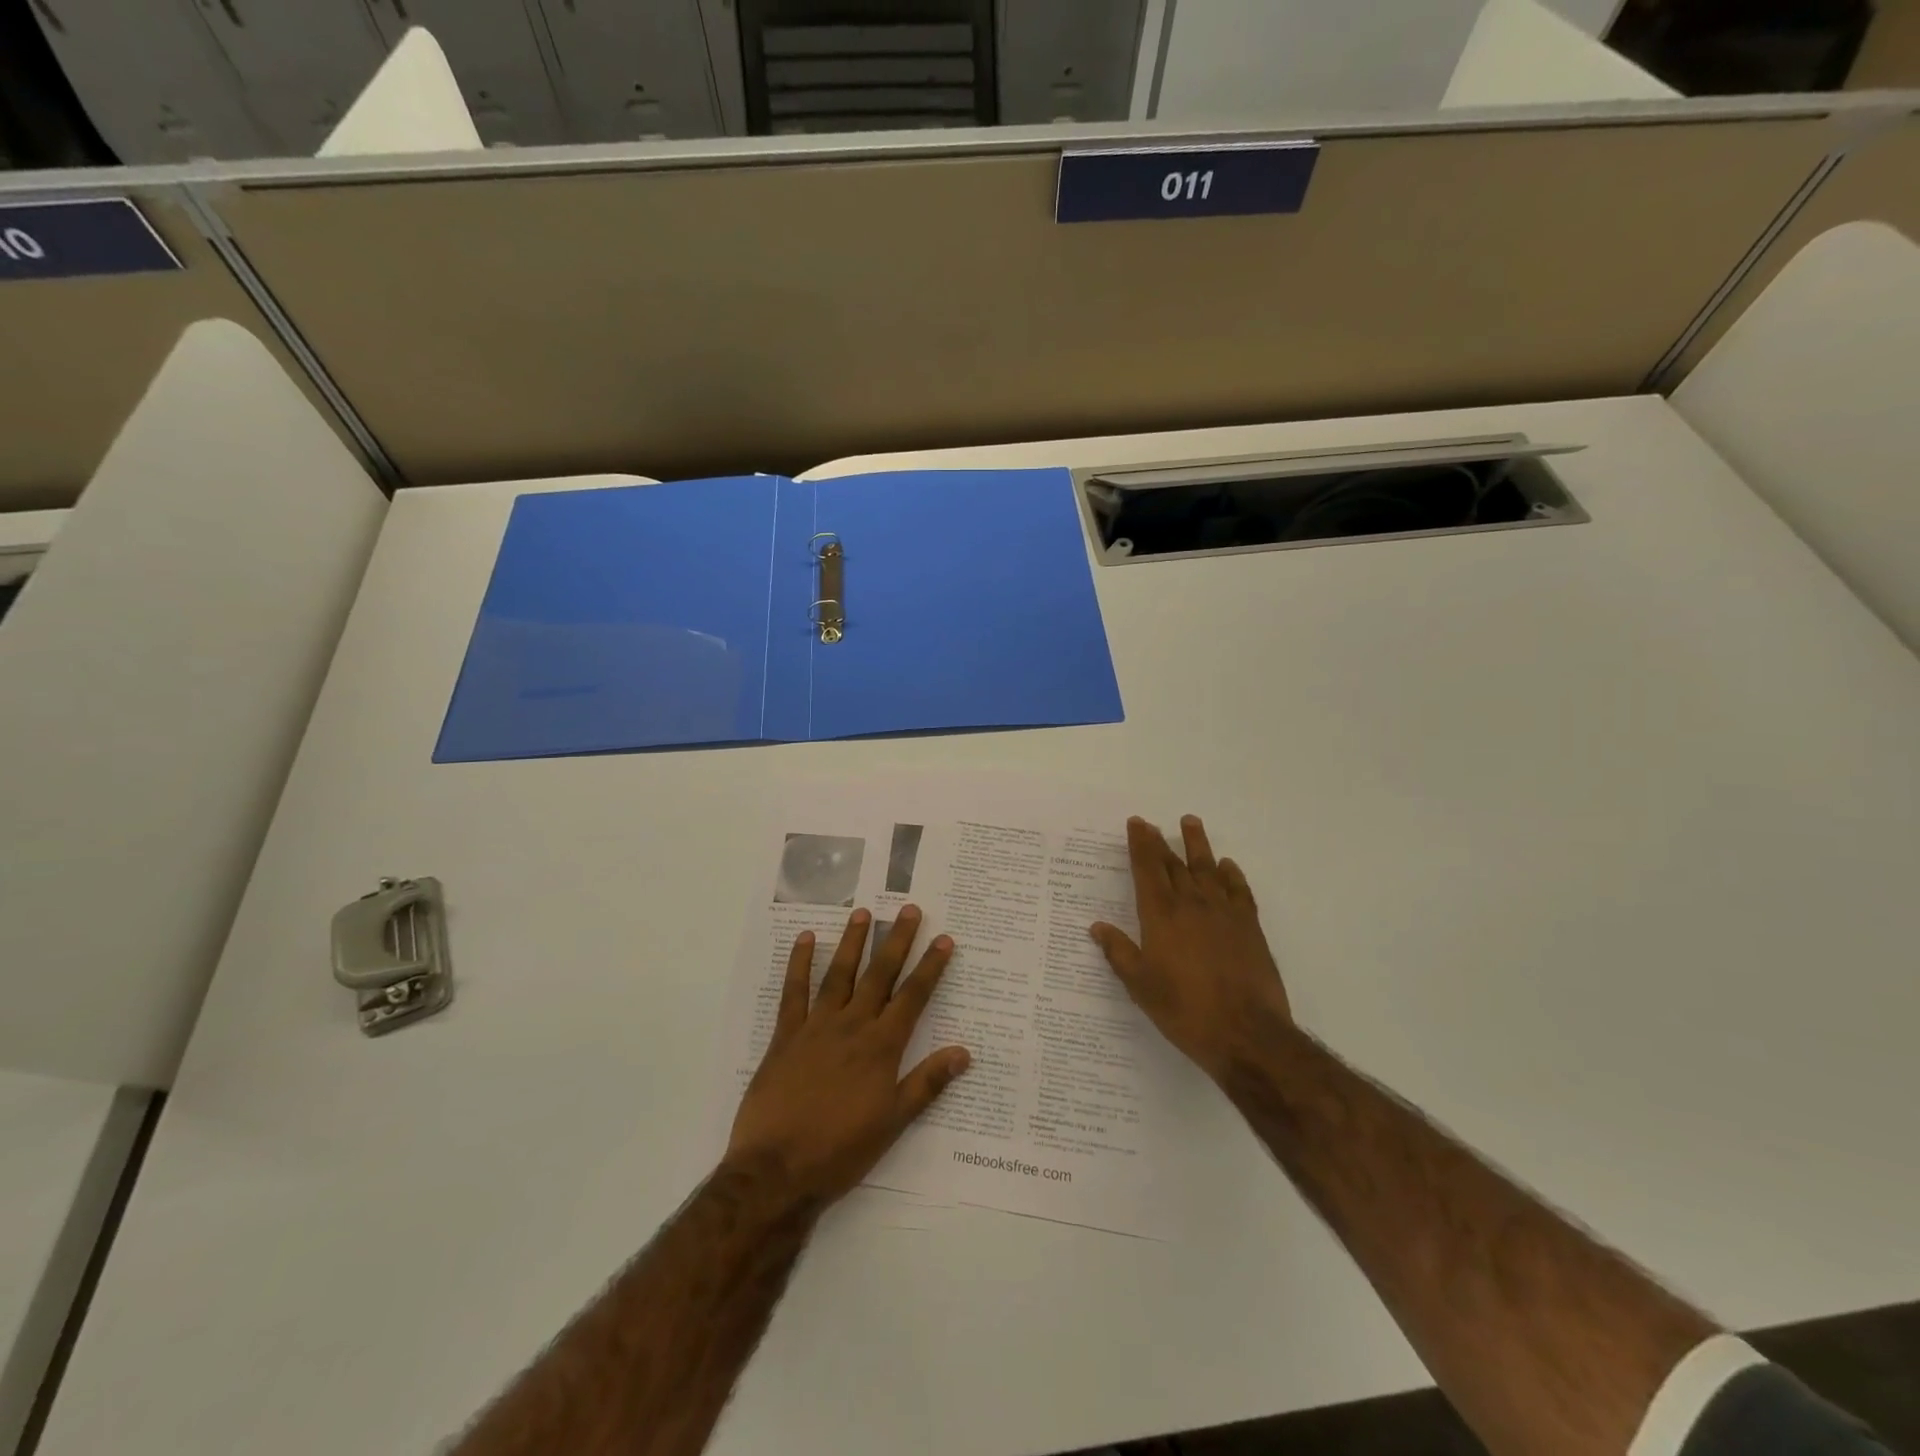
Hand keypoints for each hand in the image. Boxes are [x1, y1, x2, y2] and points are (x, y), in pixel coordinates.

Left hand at [726, 906, 969, 1204]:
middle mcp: (852, 1026)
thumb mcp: (893, 1122)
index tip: (944, 939)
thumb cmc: (841, 1151)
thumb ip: (927, 1083)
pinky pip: (793, 992)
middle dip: (897, 941)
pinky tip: (805, 939)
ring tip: (863, 912)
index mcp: (881, 1047)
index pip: (913, 997)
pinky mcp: (785, 1036)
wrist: (777, 1171)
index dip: (930, 967)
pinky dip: (799, 964)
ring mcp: (816, 1027)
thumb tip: (964, 1052)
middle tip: (909, 909)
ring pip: (838, 974)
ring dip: (852, 942)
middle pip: (879, 975)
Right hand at [1090, 816, 1291, 1083]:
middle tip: (1152, 824)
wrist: (1247, 1033)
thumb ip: (1120, 953)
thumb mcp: (1141, 986)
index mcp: (1161, 916)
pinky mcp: (1250, 927)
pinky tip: (1227, 866)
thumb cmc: (1185, 1010)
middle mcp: (1192, 904)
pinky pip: (1239, 890)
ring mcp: (1224, 913)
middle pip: (1174, 864)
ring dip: (1197, 845)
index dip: (1140, 845)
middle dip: (1161, 842)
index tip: (1137, 824)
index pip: (1147, 869)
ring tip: (1190, 822)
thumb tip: (1097, 927)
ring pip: (1208, 868)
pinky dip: (1231, 874)